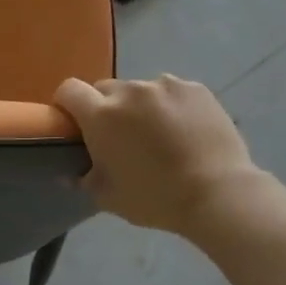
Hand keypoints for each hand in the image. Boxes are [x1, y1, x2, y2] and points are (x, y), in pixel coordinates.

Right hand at [54, 75, 260, 237]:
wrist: (218, 194)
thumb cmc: (155, 198)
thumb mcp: (109, 198)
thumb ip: (84, 179)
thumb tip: (71, 172)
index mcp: (102, 115)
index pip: (69, 90)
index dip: (67, 104)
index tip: (75, 124)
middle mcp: (130, 91)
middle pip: (105, 89)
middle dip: (105, 108)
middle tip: (119, 136)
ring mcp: (166, 86)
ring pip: (141, 90)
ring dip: (140, 106)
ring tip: (159, 134)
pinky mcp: (196, 89)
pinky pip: (172, 92)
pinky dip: (171, 106)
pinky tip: (185, 131)